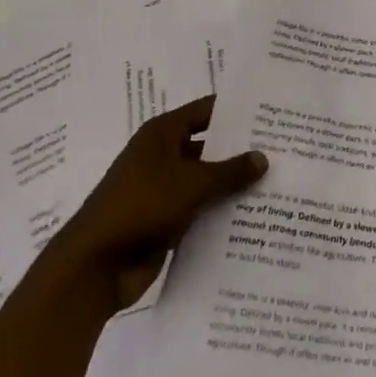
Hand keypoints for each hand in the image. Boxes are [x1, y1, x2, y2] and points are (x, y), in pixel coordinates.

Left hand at [55, 96, 266, 313]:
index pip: (206, 111)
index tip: (269, 112)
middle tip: (281, 150)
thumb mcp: (193, 183)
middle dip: (240, 150)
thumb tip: (263, 157)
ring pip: (205, 180)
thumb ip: (231, 170)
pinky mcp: (163, 221)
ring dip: (232, 184)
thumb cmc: (141, 206)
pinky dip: (219, 211)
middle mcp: (161, 156)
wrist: (94, 266)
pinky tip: (252, 215)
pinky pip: (199, 209)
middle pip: (208, 145)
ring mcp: (161, 190)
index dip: (236, 110)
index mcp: (162, 134)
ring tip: (275, 183)